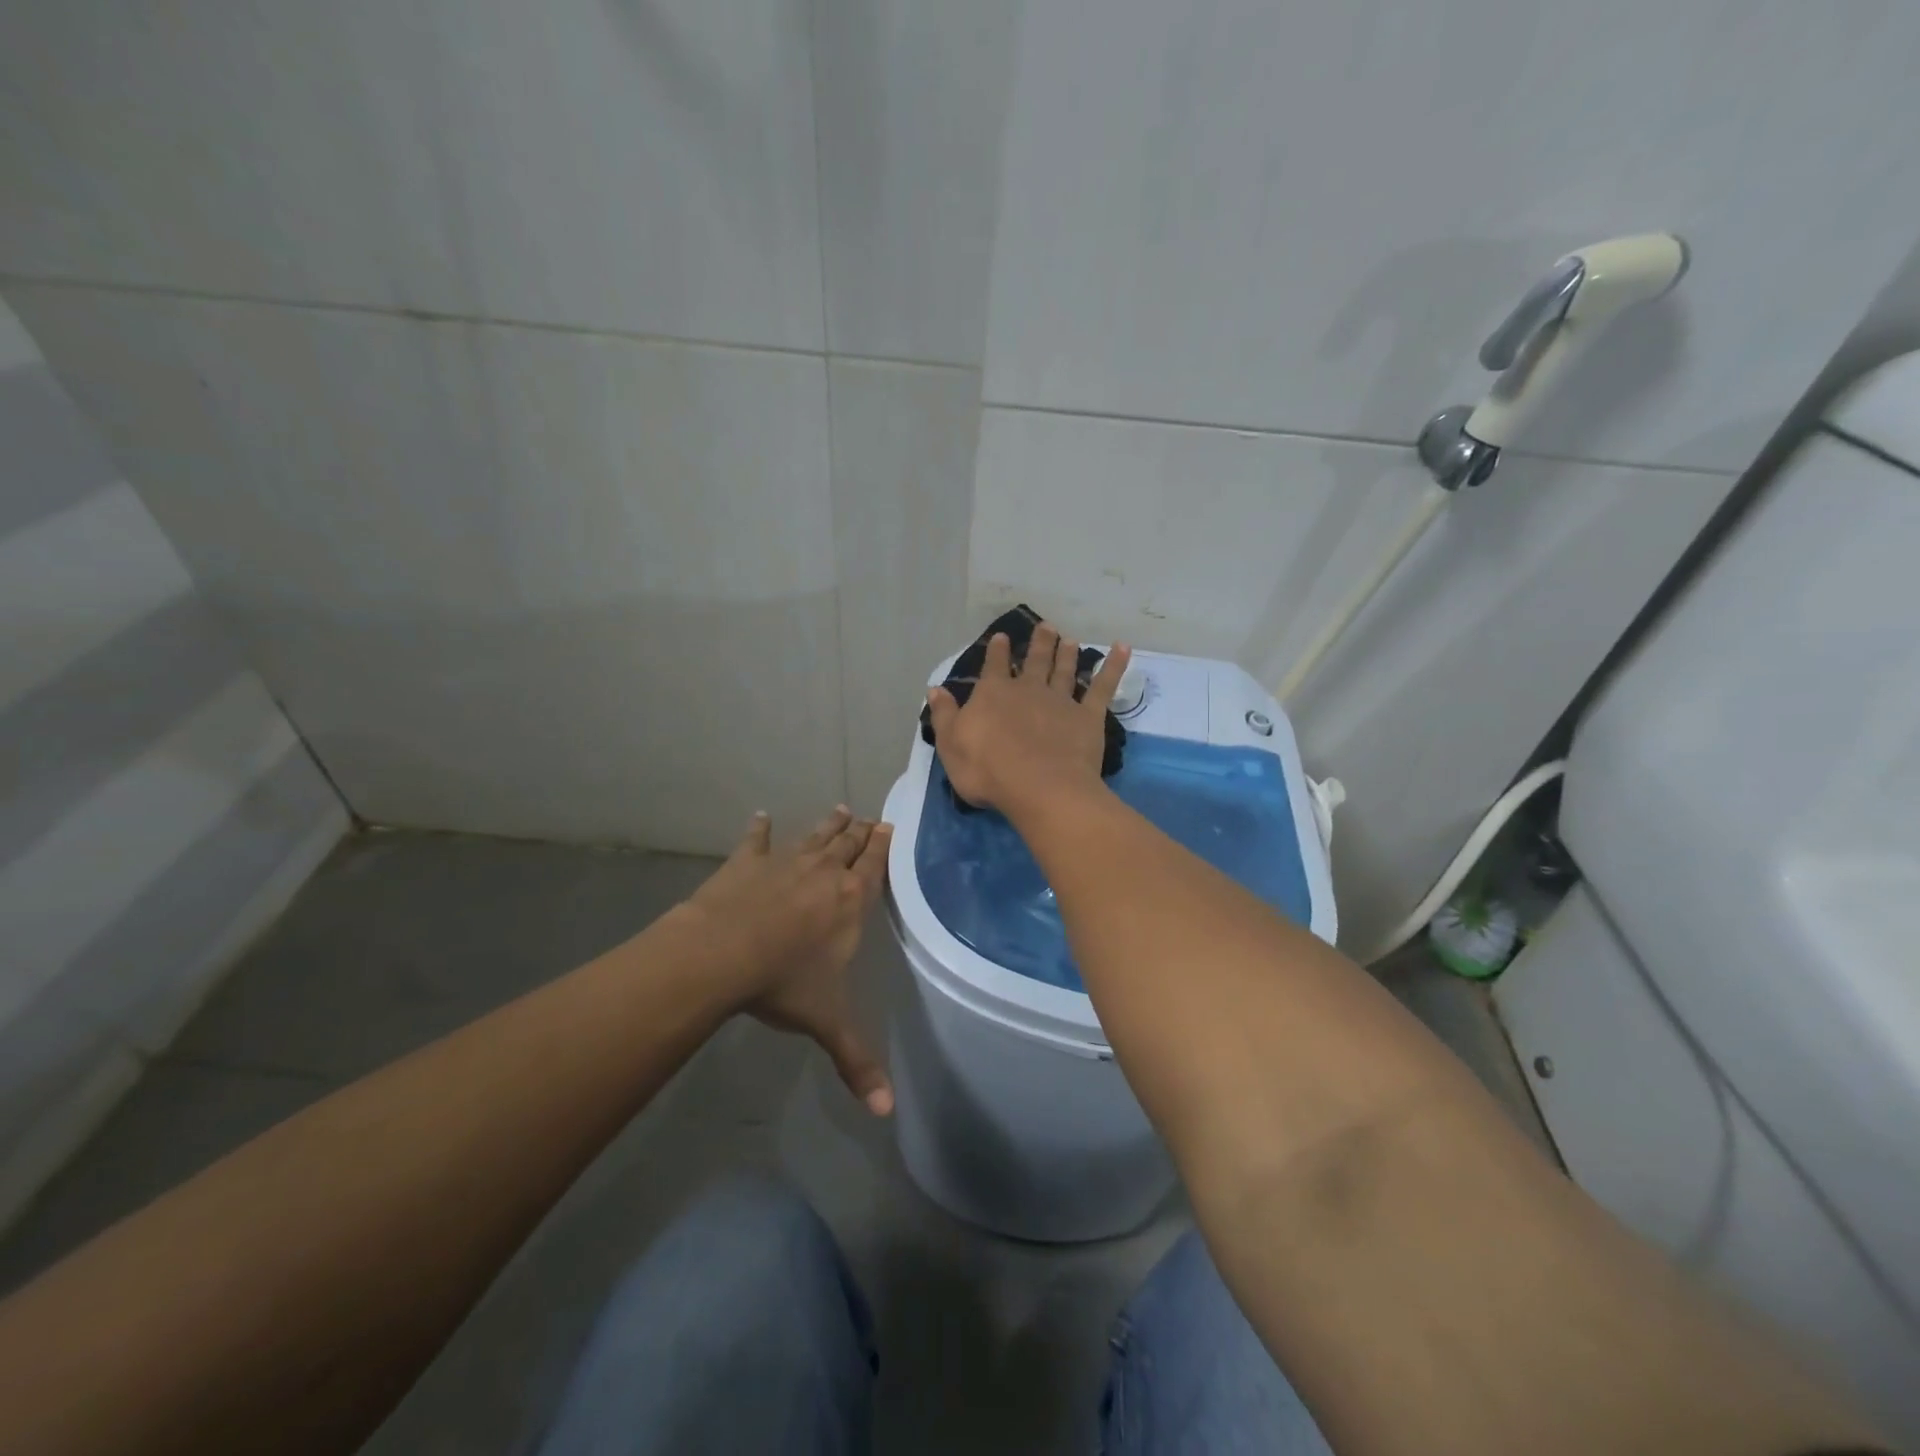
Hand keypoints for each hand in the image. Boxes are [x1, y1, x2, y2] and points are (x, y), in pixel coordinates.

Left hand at [686, 807, 894, 1114]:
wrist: (722, 953)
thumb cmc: (783, 982)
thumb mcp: (827, 1022)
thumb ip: (857, 1062)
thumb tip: (886, 1113)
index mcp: (850, 900)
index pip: (874, 866)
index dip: (883, 846)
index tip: (890, 827)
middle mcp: (823, 874)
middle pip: (847, 844)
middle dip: (861, 832)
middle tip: (869, 818)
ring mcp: (784, 863)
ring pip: (813, 837)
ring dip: (828, 825)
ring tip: (841, 810)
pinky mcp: (747, 862)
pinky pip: (757, 840)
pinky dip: (760, 829)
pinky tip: (761, 817)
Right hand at [926, 622, 1130, 817]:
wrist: (1039, 787)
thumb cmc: (988, 771)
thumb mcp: (951, 745)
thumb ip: (945, 715)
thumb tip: (936, 689)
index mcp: (994, 694)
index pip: (994, 667)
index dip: (997, 652)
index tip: (1002, 637)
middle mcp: (1028, 690)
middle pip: (1035, 661)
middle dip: (1039, 643)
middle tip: (1046, 627)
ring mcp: (1061, 701)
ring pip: (1065, 670)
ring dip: (1067, 653)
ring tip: (1070, 639)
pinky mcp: (1088, 716)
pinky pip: (1103, 687)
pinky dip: (1114, 666)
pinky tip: (1122, 648)